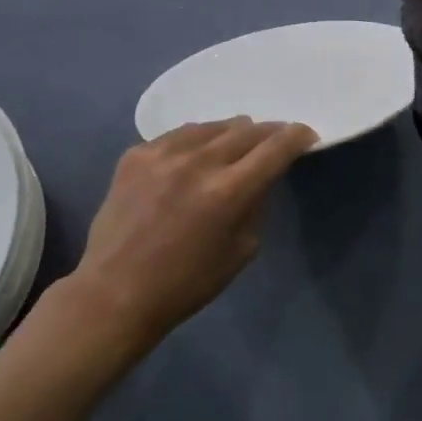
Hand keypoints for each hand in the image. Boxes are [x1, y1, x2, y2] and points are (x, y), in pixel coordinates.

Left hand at [65, 118, 317, 355]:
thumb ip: (257, 203)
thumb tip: (263, 175)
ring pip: (212, 126)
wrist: (116, 293)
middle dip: (268, 133)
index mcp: (229, 191)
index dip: (297, 136)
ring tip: (235, 144)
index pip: (276, 147)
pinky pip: (178, 136)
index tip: (305, 136)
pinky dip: (196, 142)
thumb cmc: (187, 283)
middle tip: (274, 141)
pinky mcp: (136, 155)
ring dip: (231, 133)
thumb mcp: (243, 249)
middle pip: (247, 130)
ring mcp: (163, 154)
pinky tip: (195, 156)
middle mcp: (198, 162)